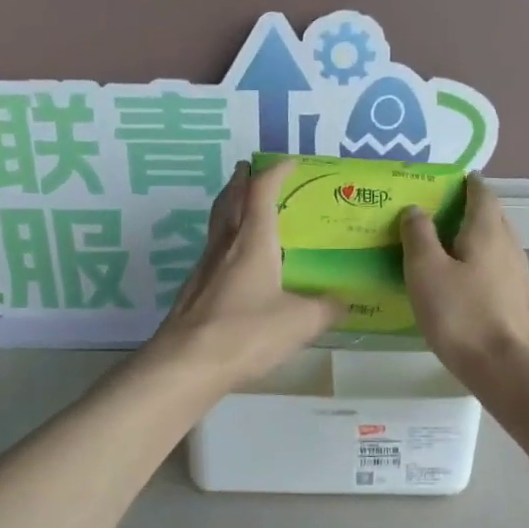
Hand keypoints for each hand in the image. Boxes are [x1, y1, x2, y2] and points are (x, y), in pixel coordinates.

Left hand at [146, 160, 340, 391]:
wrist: (186, 365)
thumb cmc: (246, 333)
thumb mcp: (301, 322)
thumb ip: (326, 308)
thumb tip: (341, 301)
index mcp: (252, 241)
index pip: (262, 192)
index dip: (275, 172)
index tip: (289, 162)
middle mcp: (224, 246)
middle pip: (229, 200)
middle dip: (240, 181)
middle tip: (249, 169)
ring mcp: (203, 269)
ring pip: (216, 226)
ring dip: (228, 209)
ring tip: (242, 210)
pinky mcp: (193, 292)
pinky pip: (212, 254)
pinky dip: (224, 244)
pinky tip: (234, 264)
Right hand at [401, 175, 528, 383]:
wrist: (507, 369)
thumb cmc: (460, 315)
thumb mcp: (425, 272)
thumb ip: (419, 236)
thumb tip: (416, 209)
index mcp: (488, 232)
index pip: (482, 194)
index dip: (469, 184)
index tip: (455, 180)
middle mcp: (512, 248)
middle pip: (495, 219)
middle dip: (474, 211)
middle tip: (447, 214)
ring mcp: (523, 279)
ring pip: (502, 249)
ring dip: (483, 244)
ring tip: (457, 251)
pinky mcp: (525, 306)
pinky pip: (506, 278)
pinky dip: (491, 273)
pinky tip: (479, 289)